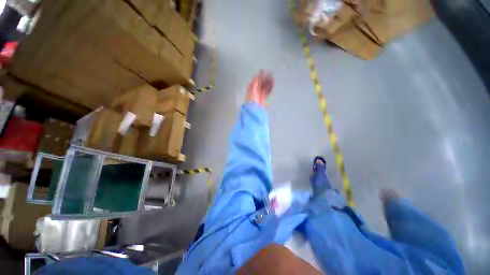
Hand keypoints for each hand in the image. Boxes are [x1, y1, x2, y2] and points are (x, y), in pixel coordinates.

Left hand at [245, 70, 273, 106]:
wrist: (253, 108)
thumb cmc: (251, 99)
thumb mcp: (252, 89)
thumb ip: (255, 82)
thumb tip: (256, 76)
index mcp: (251, 87)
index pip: (256, 80)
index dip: (260, 75)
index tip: (264, 71)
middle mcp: (255, 90)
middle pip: (261, 82)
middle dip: (266, 78)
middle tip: (271, 74)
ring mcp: (259, 94)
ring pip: (264, 86)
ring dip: (268, 82)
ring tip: (273, 79)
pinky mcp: (263, 98)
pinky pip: (267, 91)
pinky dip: (269, 88)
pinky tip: (272, 85)